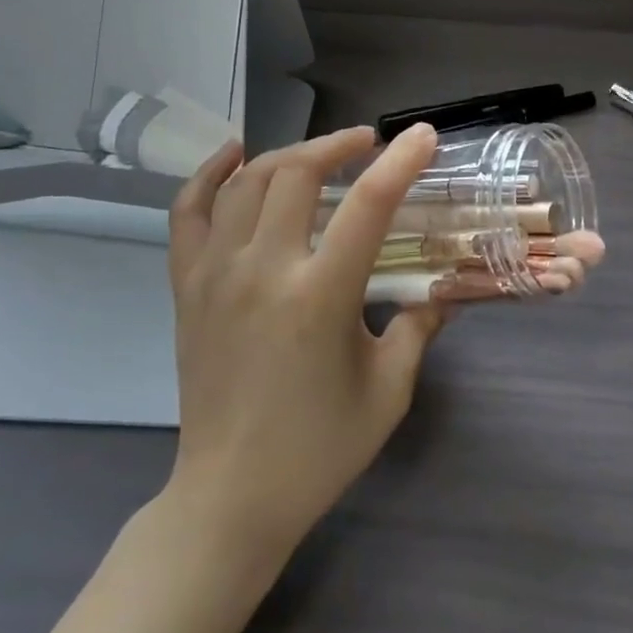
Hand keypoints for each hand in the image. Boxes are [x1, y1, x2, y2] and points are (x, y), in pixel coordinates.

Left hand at [164, 123, 447, 559]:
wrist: (231, 496)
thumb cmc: (319, 449)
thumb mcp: (388, 390)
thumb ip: (419, 328)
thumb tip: (445, 288)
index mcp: (319, 296)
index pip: (367, 206)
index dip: (400, 162)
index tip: (422, 135)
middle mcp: (262, 270)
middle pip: (297, 173)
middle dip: (338, 145)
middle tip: (368, 145)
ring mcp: (215, 274)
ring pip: (247, 182)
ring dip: (288, 155)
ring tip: (320, 155)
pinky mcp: (186, 286)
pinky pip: (188, 212)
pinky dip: (209, 174)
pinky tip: (234, 154)